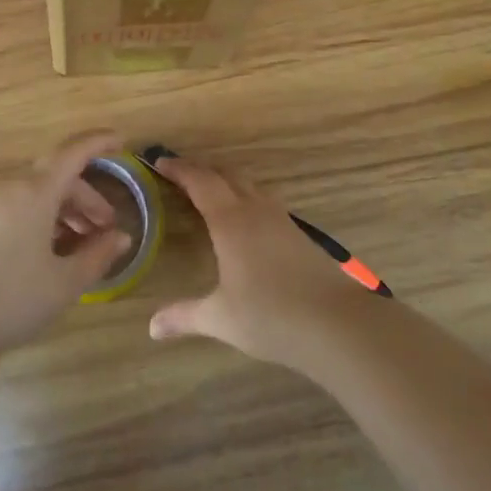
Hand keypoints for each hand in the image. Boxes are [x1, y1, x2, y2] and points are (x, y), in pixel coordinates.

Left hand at [0, 130, 134, 358]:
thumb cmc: (9, 298)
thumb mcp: (63, 283)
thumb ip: (97, 256)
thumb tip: (120, 237)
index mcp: (34, 192)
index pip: (73, 153)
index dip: (98, 142)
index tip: (120, 140)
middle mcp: (8, 188)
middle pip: (55, 179)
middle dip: (86, 199)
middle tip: (106, 230)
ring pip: (33, 196)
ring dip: (62, 212)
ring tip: (78, 247)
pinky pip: (14, 209)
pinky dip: (38, 220)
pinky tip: (44, 255)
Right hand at [149, 155, 371, 367]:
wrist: (338, 324)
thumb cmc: (272, 316)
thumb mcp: (221, 319)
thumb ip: (184, 317)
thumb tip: (152, 328)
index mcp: (230, 221)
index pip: (200, 181)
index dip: (179, 169)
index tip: (159, 162)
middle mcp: (255, 210)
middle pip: (225, 174)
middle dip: (200, 170)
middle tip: (178, 173)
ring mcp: (280, 219)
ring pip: (248, 185)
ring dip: (225, 181)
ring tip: (209, 191)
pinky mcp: (298, 233)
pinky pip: (264, 201)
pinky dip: (245, 197)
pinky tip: (244, 220)